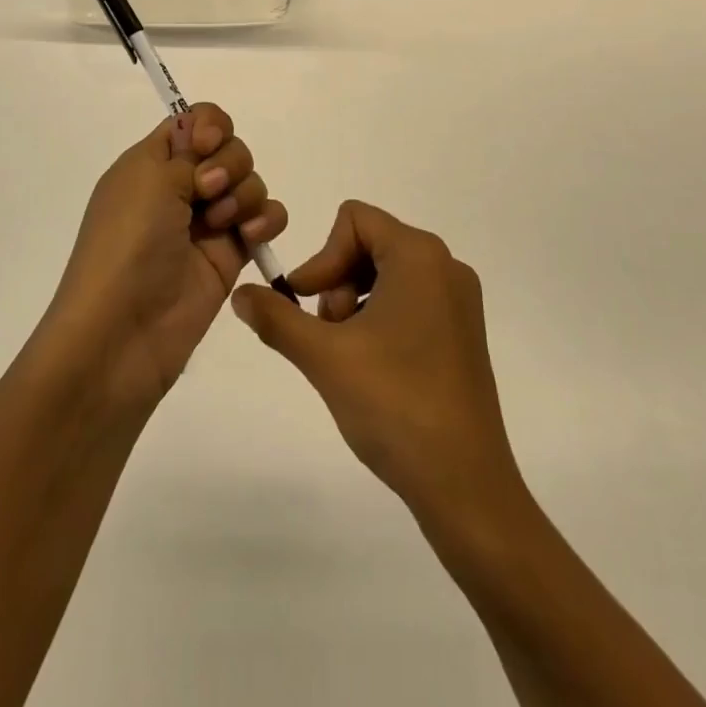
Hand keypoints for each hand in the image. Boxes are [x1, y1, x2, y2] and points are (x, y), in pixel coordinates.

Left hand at [46, 104, 288, 410]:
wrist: (123, 331)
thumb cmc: (126, 245)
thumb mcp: (148, 181)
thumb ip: (186, 152)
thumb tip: (203, 136)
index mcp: (150, 164)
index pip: (192, 122)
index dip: (209, 125)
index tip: (206, 145)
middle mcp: (180, 187)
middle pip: (229, 148)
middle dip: (228, 162)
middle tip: (207, 191)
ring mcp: (207, 222)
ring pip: (250, 181)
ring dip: (243, 193)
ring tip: (222, 224)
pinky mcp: (231, 255)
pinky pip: (265, 219)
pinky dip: (266, 219)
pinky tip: (253, 235)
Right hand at [230, 202, 520, 518]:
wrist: (465, 485)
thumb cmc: (394, 405)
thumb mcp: (324, 356)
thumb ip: (276, 317)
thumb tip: (240, 294)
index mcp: (419, 256)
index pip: (353, 220)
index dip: (321, 257)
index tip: (307, 305)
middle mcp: (446, 265)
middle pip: (369, 244)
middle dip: (338, 282)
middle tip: (328, 335)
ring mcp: (459, 300)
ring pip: (387, 273)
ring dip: (355, 303)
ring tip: (348, 355)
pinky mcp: (463, 331)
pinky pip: (410, 299)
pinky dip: (380, 319)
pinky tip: (372, 367)